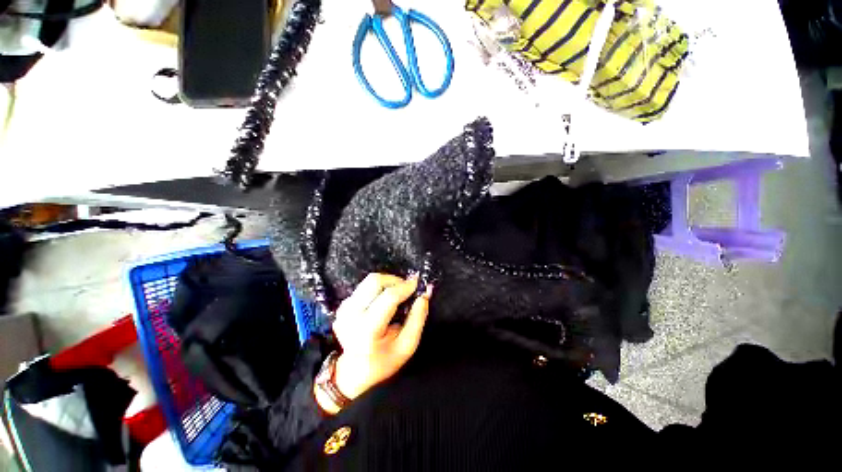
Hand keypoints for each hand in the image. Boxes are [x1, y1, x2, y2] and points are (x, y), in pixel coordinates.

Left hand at [325, 274, 431, 410]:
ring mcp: (344, 309)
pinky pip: (364, 287)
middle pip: (375, 282)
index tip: (417, 282)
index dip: (405, 287)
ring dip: (387, 283)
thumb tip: (424, 294)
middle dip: (395, 280)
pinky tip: (383, 301)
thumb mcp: (407, 346)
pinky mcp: (343, 306)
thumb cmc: (383, 361)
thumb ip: (417, 318)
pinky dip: (378, 289)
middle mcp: (352, 315)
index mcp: (368, 329)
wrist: (352, 372)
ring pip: (369, 281)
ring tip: (397, 293)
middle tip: (407, 288)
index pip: (389, 298)